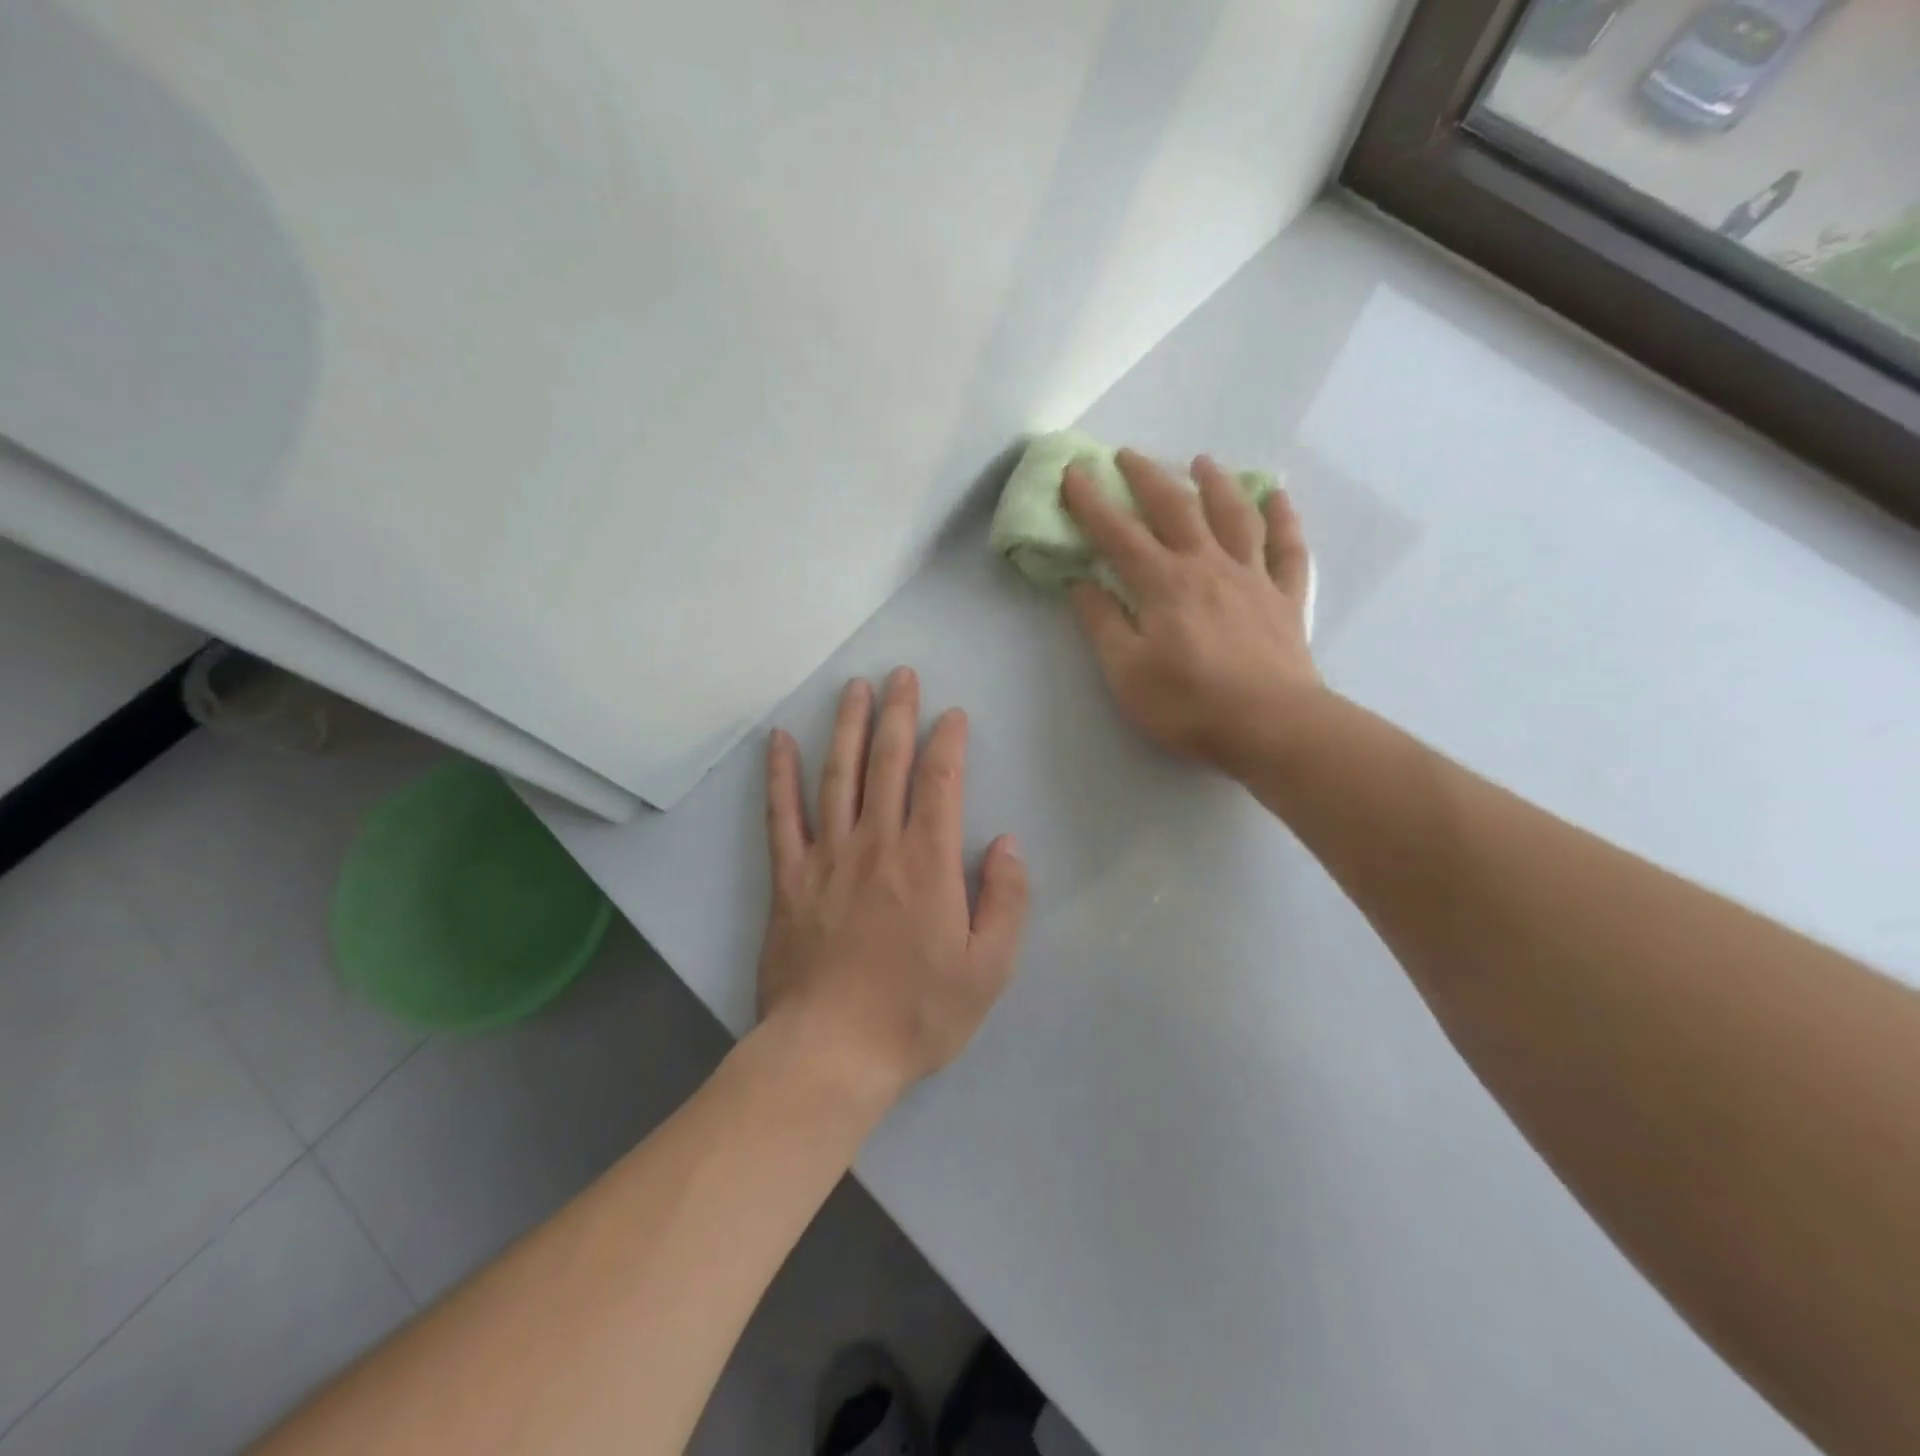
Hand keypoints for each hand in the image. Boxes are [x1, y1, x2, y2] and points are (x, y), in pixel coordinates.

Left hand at [758, 669, 1029, 1105]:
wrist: (831, 1053)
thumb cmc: (916, 1014)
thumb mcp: (988, 969)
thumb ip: (1006, 900)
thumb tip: (1007, 843)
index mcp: (928, 863)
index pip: (940, 781)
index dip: (948, 741)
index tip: (953, 714)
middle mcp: (876, 844)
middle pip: (887, 762)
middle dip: (898, 713)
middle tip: (900, 675)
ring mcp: (827, 857)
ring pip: (837, 775)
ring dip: (846, 726)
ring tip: (853, 688)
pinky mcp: (789, 878)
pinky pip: (782, 815)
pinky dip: (780, 775)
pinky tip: (779, 741)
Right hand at [1063, 449, 1319, 777]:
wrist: (1272, 726)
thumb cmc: (1189, 705)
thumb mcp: (1126, 672)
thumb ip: (1102, 623)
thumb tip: (1080, 582)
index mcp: (1163, 584)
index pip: (1118, 534)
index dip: (1092, 503)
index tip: (1074, 472)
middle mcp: (1207, 566)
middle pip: (1175, 509)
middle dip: (1147, 477)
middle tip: (1127, 455)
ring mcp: (1252, 577)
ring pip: (1234, 515)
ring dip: (1216, 483)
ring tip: (1202, 462)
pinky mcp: (1286, 597)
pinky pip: (1288, 547)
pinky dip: (1283, 518)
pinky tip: (1278, 497)